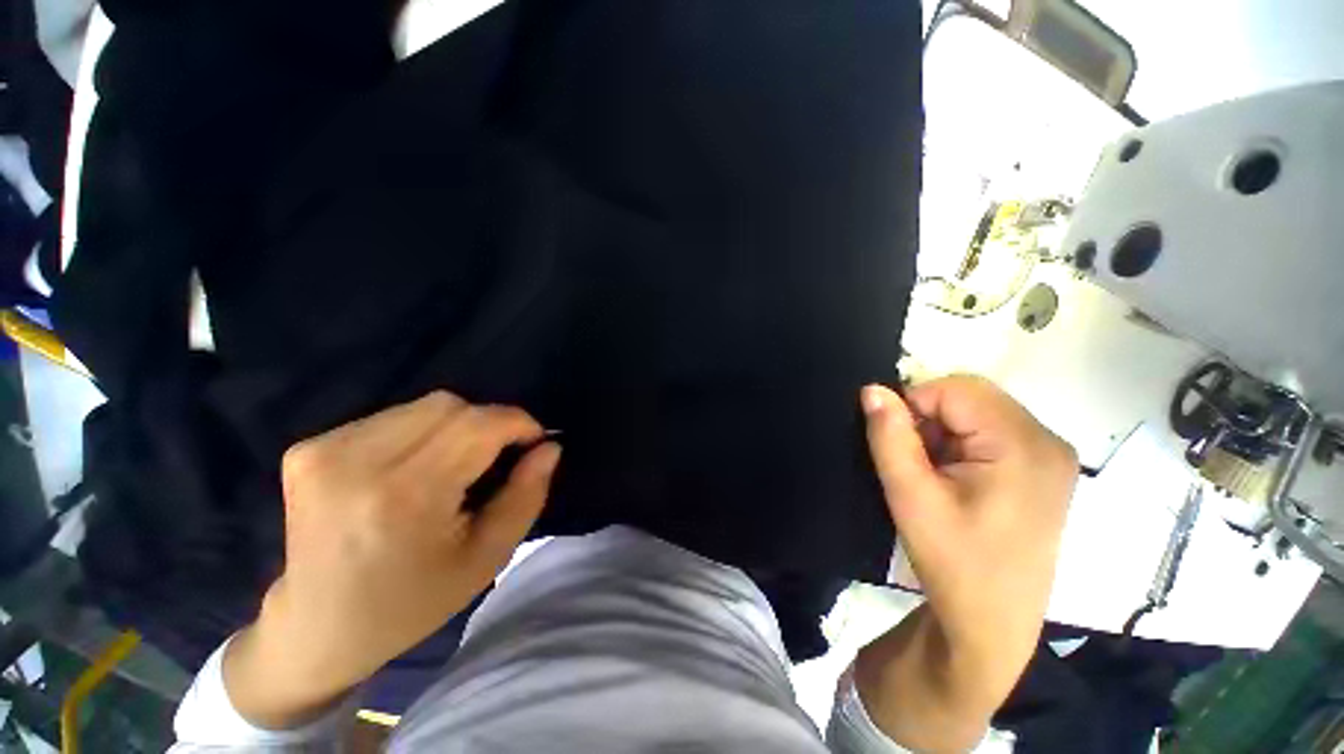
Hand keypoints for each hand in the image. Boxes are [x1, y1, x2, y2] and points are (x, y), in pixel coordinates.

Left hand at [224, 391, 560, 728]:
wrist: (317, 629)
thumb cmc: (412, 603)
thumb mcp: (487, 557)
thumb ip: (526, 494)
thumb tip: (549, 446)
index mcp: (404, 497)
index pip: (478, 424)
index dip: (518, 423)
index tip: (534, 441)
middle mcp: (356, 462)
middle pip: (451, 405)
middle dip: (487, 424)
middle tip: (494, 459)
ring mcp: (322, 451)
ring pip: (424, 406)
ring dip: (455, 426)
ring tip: (452, 466)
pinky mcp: (307, 448)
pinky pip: (392, 416)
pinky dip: (420, 432)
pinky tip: (412, 466)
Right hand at [854, 376, 1075, 751]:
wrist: (990, 622)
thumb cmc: (953, 561)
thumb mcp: (910, 496)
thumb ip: (889, 436)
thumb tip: (872, 389)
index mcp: (1023, 446)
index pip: (956, 389)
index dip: (914, 405)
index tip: (899, 444)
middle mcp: (1047, 441)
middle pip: (972, 396)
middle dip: (930, 417)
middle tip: (916, 461)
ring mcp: (1050, 455)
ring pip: (978, 412)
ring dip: (943, 431)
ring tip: (934, 474)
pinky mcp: (1043, 469)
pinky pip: (991, 431)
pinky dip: (960, 443)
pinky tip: (953, 477)